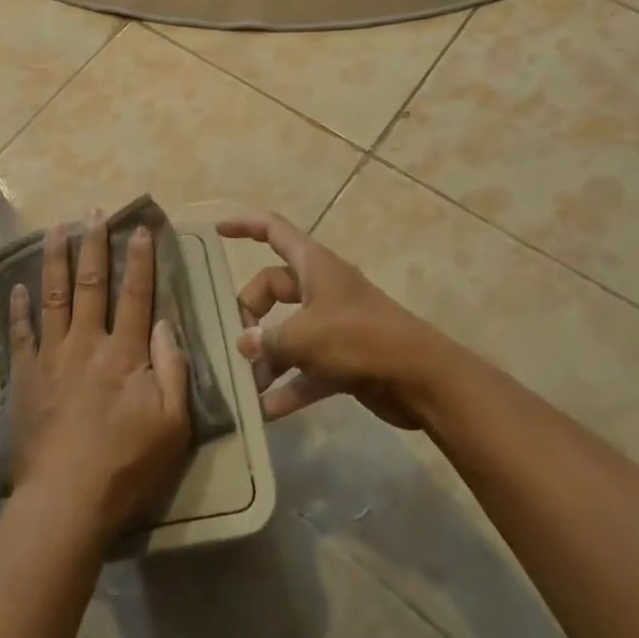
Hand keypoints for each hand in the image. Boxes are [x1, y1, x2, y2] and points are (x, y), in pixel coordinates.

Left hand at [7, 212, 191, 541]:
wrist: (66, 499)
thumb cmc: (127, 465)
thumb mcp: (172, 424)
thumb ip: (174, 369)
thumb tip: (165, 324)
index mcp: (124, 353)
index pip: (136, 294)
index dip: (140, 259)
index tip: (141, 229)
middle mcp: (86, 342)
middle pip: (90, 283)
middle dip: (94, 245)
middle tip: (94, 213)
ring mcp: (52, 356)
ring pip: (53, 296)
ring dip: (55, 259)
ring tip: (56, 229)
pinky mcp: (26, 376)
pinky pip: (21, 333)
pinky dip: (19, 308)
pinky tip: (18, 287)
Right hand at [219, 210, 434, 426]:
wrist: (422, 379)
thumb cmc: (359, 339)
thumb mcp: (304, 336)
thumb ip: (267, 340)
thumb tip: (244, 345)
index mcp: (314, 265)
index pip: (273, 231)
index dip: (244, 225)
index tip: (217, 231)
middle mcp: (322, 289)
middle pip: (273, 288)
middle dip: (250, 313)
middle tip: (236, 341)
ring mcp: (334, 325)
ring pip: (287, 332)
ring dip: (266, 357)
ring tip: (244, 383)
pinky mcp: (344, 359)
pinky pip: (305, 369)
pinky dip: (288, 386)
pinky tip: (265, 411)